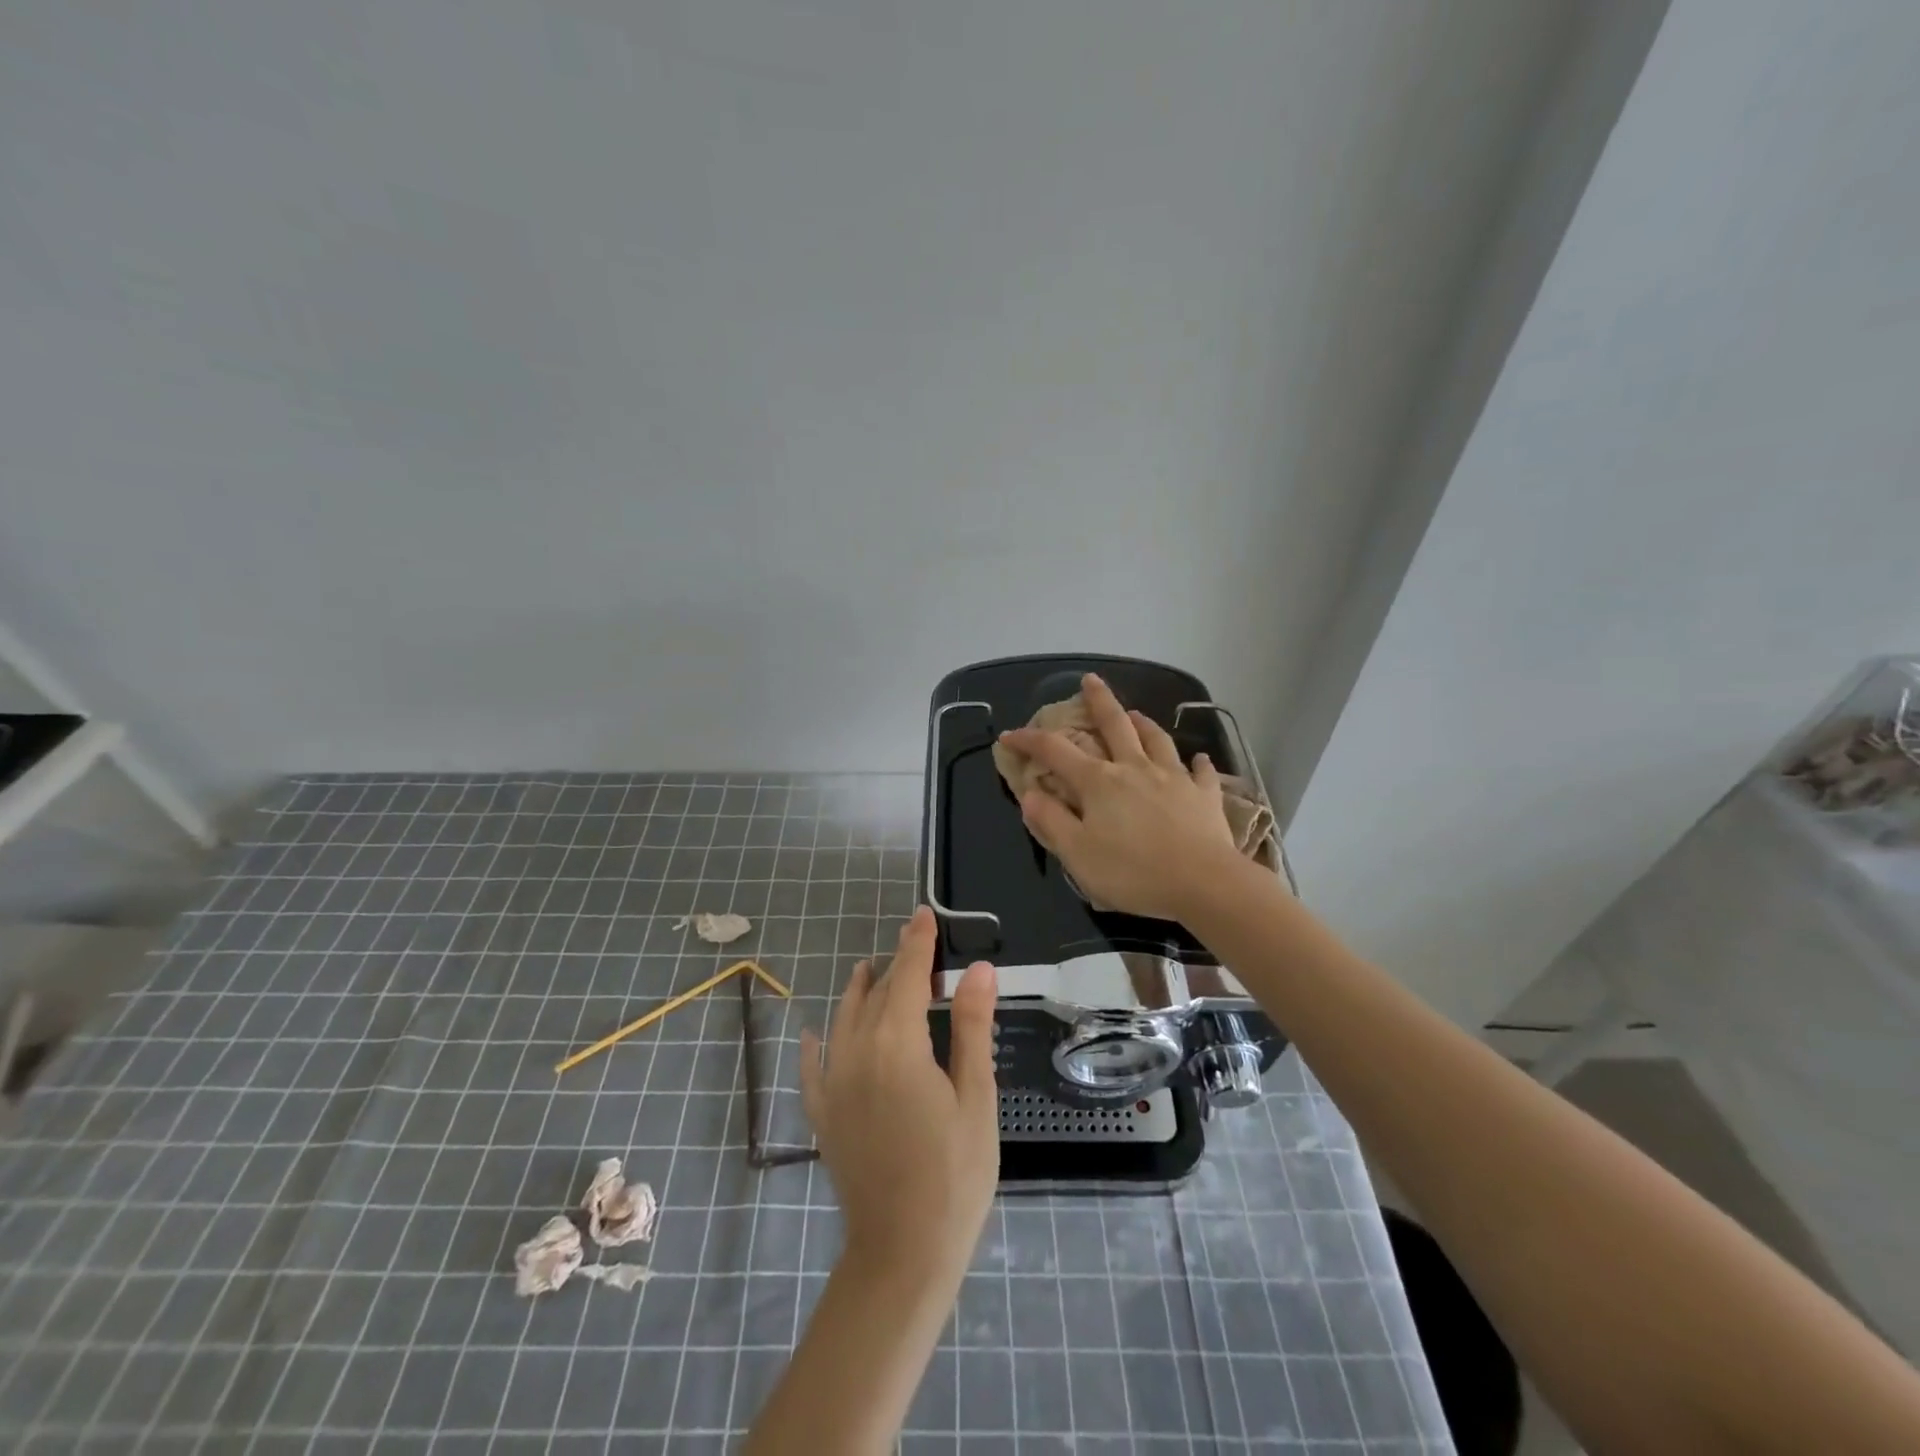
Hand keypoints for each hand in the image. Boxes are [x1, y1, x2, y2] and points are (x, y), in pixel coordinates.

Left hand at [799, 906, 998, 1278]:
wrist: (902, 1252)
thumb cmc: (953, 1173)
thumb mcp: (975, 1097)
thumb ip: (971, 1028)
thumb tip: (979, 969)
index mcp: (897, 1044)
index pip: (907, 976)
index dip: (917, 942)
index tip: (923, 914)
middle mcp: (856, 1052)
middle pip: (877, 993)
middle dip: (897, 965)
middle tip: (916, 945)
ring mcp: (833, 1083)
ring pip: (843, 1019)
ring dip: (859, 991)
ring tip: (869, 969)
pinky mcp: (823, 1114)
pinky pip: (813, 1065)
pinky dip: (817, 1041)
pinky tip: (816, 1031)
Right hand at [1000, 672, 1240, 920]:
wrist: (1204, 884)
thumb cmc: (1133, 872)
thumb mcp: (1076, 854)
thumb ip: (1051, 822)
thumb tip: (1029, 794)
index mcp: (1099, 782)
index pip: (1056, 751)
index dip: (1030, 740)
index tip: (1010, 735)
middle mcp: (1135, 769)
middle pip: (1115, 724)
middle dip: (1099, 700)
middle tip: (1091, 680)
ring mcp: (1174, 778)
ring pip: (1157, 740)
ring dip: (1144, 724)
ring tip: (1137, 714)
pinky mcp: (1204, 796)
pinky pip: (1200, 772)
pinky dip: (1196, 763)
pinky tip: (1197, 760)